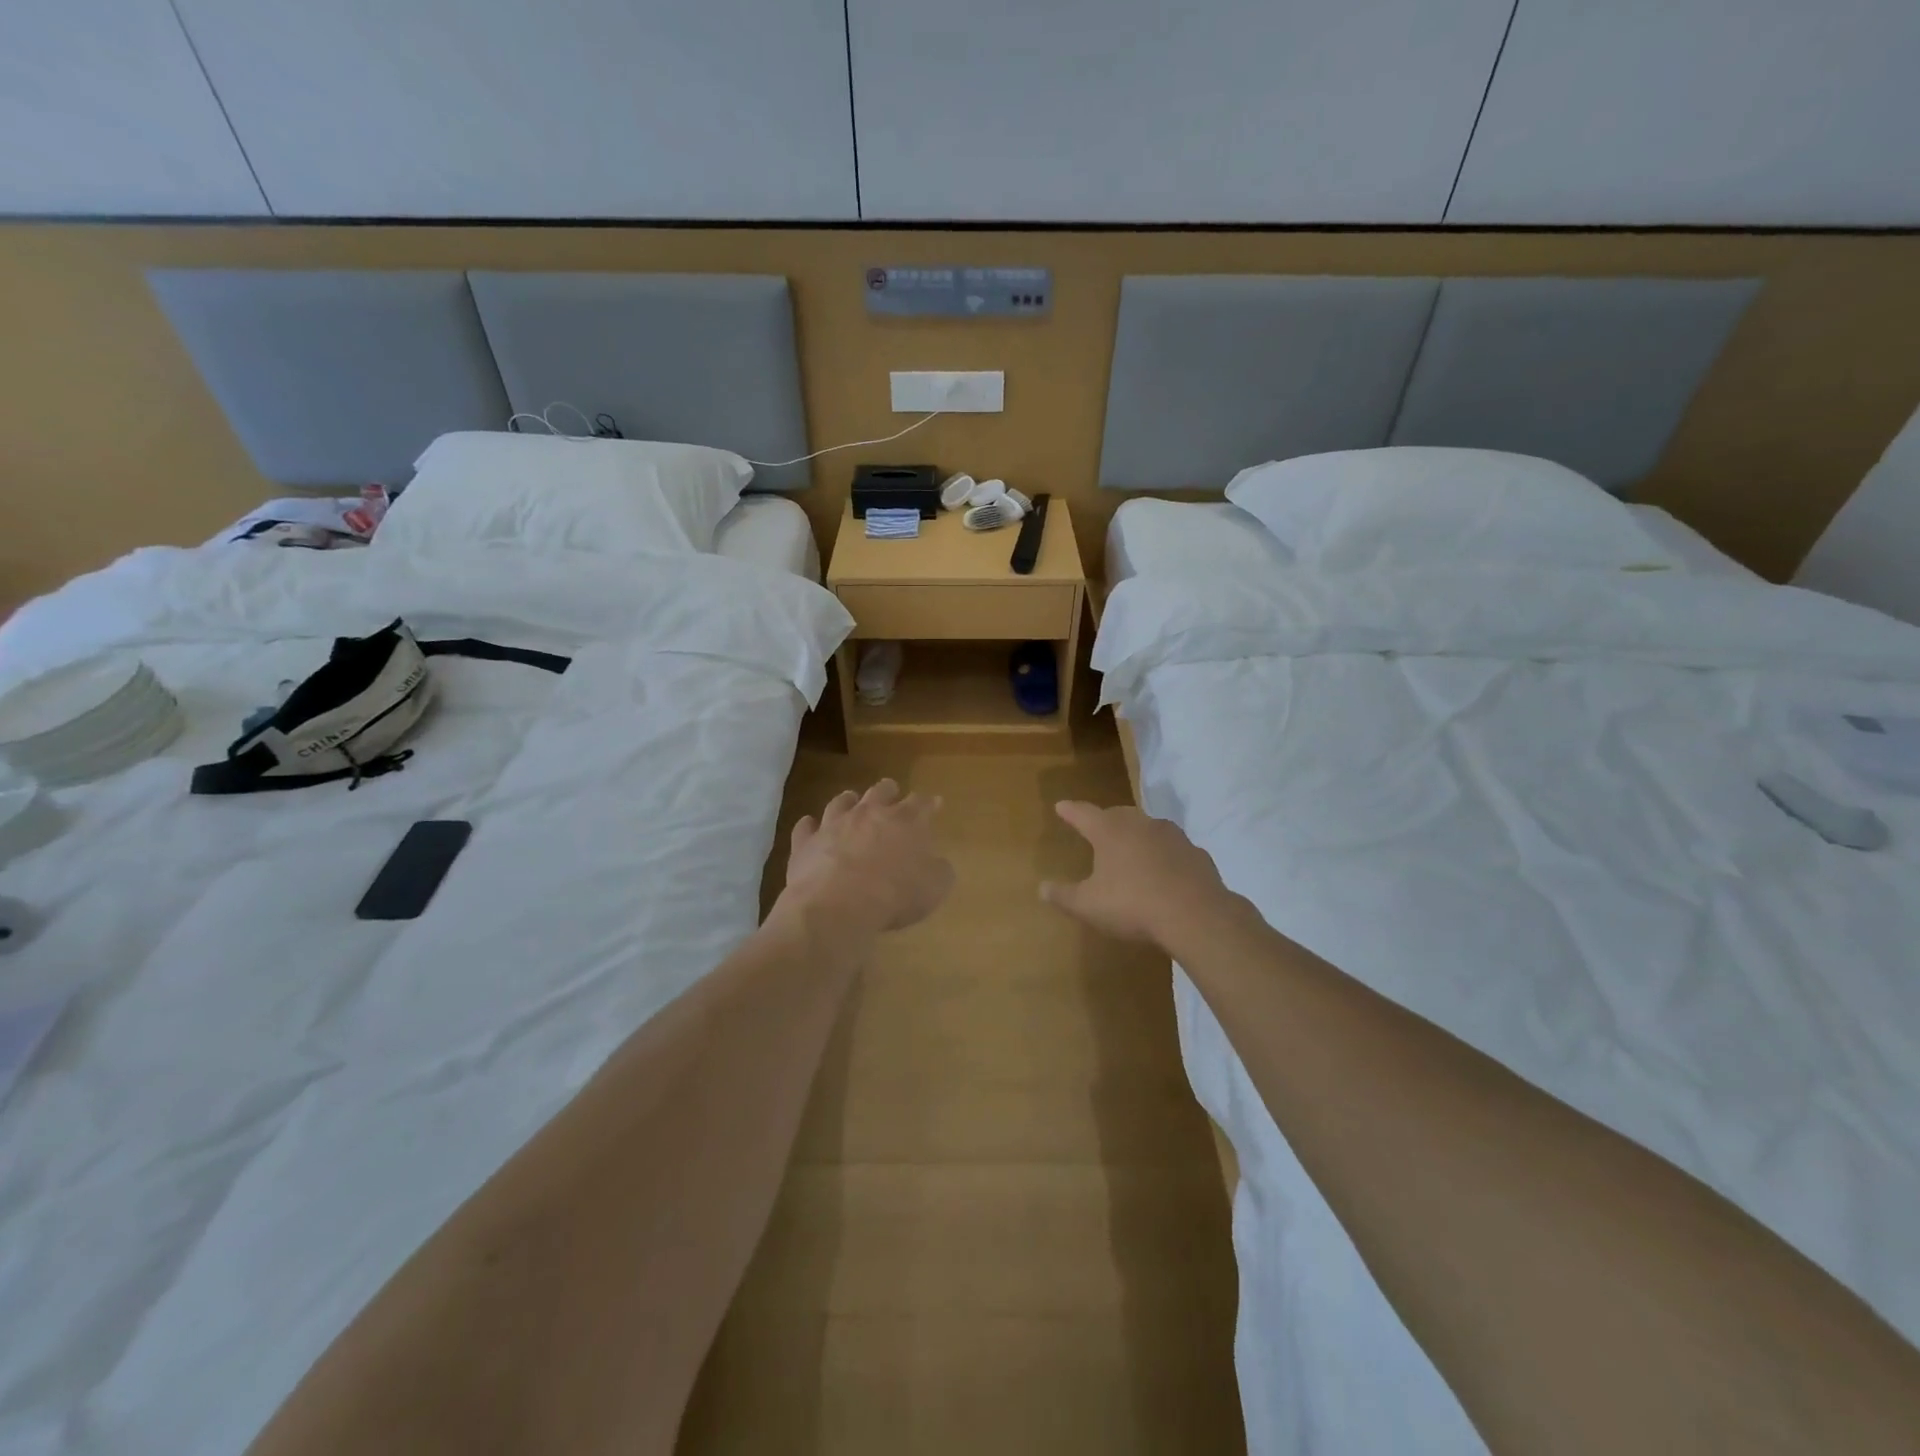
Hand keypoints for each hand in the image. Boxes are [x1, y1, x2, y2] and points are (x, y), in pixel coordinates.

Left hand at [780, 779, 954, 937]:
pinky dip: (809, 826)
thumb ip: (939, 871)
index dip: (930, 803)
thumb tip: (937, 863)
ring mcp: (833, 824)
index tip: (935, 803)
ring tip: (851, 800)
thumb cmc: (893, 895)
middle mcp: (869, 813)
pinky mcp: (805, 842)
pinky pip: (805, 827)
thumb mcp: (933, 889)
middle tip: (892, 793)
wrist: (835, 905)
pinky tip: (809, 826)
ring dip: (849, 800)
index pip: (921, 803)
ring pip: (841, 802)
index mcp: (906, 821)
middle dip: (889, 791)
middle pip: (881, 791)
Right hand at [1040, 801, 1239, 946]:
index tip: (1061, 806)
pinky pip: (1173, 849)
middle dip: (1105, 820)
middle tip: (1097, 828)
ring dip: (1137, 835)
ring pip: (1148, 828)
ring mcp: (1172, 836)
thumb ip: (1064, 895)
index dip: (1070, 811)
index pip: (1083, 813)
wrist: (1196, 915)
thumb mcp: (1088, 906)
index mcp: (1109, 831)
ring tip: (1131, 850)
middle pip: (1117, 814)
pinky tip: (1163, 872)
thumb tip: (1042, 888)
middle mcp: (1140, 824)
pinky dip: (1164, 855)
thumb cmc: (1132, 904)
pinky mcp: (1196, 853)